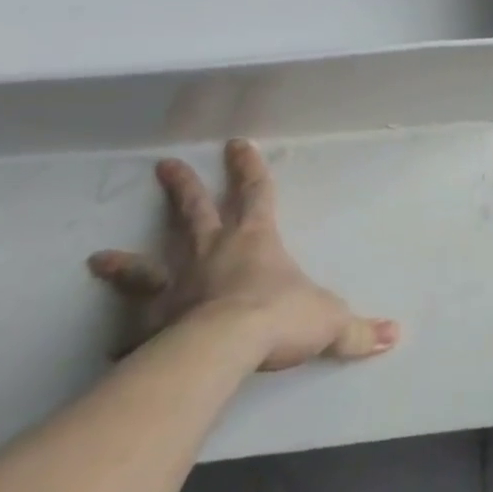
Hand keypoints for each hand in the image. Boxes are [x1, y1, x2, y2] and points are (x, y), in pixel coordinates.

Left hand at [88, 139, 398, 371]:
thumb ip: (358, 330)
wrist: (224, 348)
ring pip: (147, 266)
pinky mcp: (153, 324)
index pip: (257, 192)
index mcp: (256, 240)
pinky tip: (109, 348)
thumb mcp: (330, 321)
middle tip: (164, 165)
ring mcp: (177, 287)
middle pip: (195, 212)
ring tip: (98, 257)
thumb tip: (394, 335)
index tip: (236, 143)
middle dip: (183, 187)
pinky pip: (134, 331)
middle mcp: (212, 253)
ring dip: (125, 263)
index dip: (249, 167)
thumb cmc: (280, 318)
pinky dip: (122, 337)